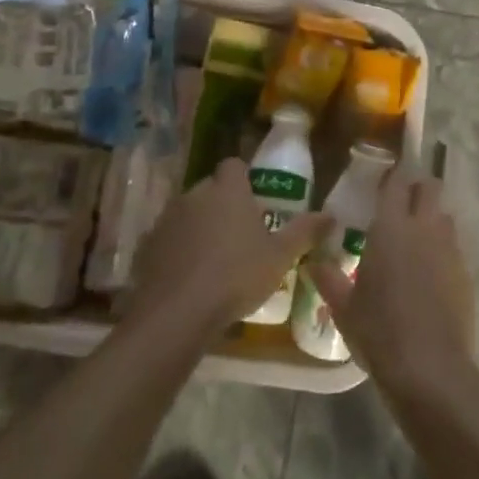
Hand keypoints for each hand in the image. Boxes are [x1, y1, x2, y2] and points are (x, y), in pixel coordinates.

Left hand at [125, 155, 329, 341]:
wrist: (177, 313)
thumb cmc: (236, 276)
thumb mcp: (280, 256)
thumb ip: (305, 231)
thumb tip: (331, 215)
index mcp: (227, 189)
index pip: (234, 165)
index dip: (244, 179)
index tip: (255, 201)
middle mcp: (195, 194)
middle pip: (211, 189)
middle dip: (223, 204)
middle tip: (240, 234)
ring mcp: (167, 218)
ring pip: (188, 213)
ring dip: (199, 227)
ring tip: (214, 259)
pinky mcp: (147, 245)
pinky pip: (168, 239)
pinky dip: (177, 250)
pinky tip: (188, 276)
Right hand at [305, 168, 475, 399]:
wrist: (430, 368)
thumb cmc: (379, 331)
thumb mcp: (344, 307)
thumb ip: (328, 278)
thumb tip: (313, 261)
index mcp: (392, 226)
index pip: (397, 182)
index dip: (393, 175)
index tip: (385, 178)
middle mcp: (424, 227)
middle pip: (430, 187)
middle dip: (418, 188)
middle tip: (401, 204)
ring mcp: (449, 248)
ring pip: (444, 216)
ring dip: (432, 218)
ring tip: (415, 240)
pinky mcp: (465, 272)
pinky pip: (453, 247)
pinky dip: (442, 250)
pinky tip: (430, 275)